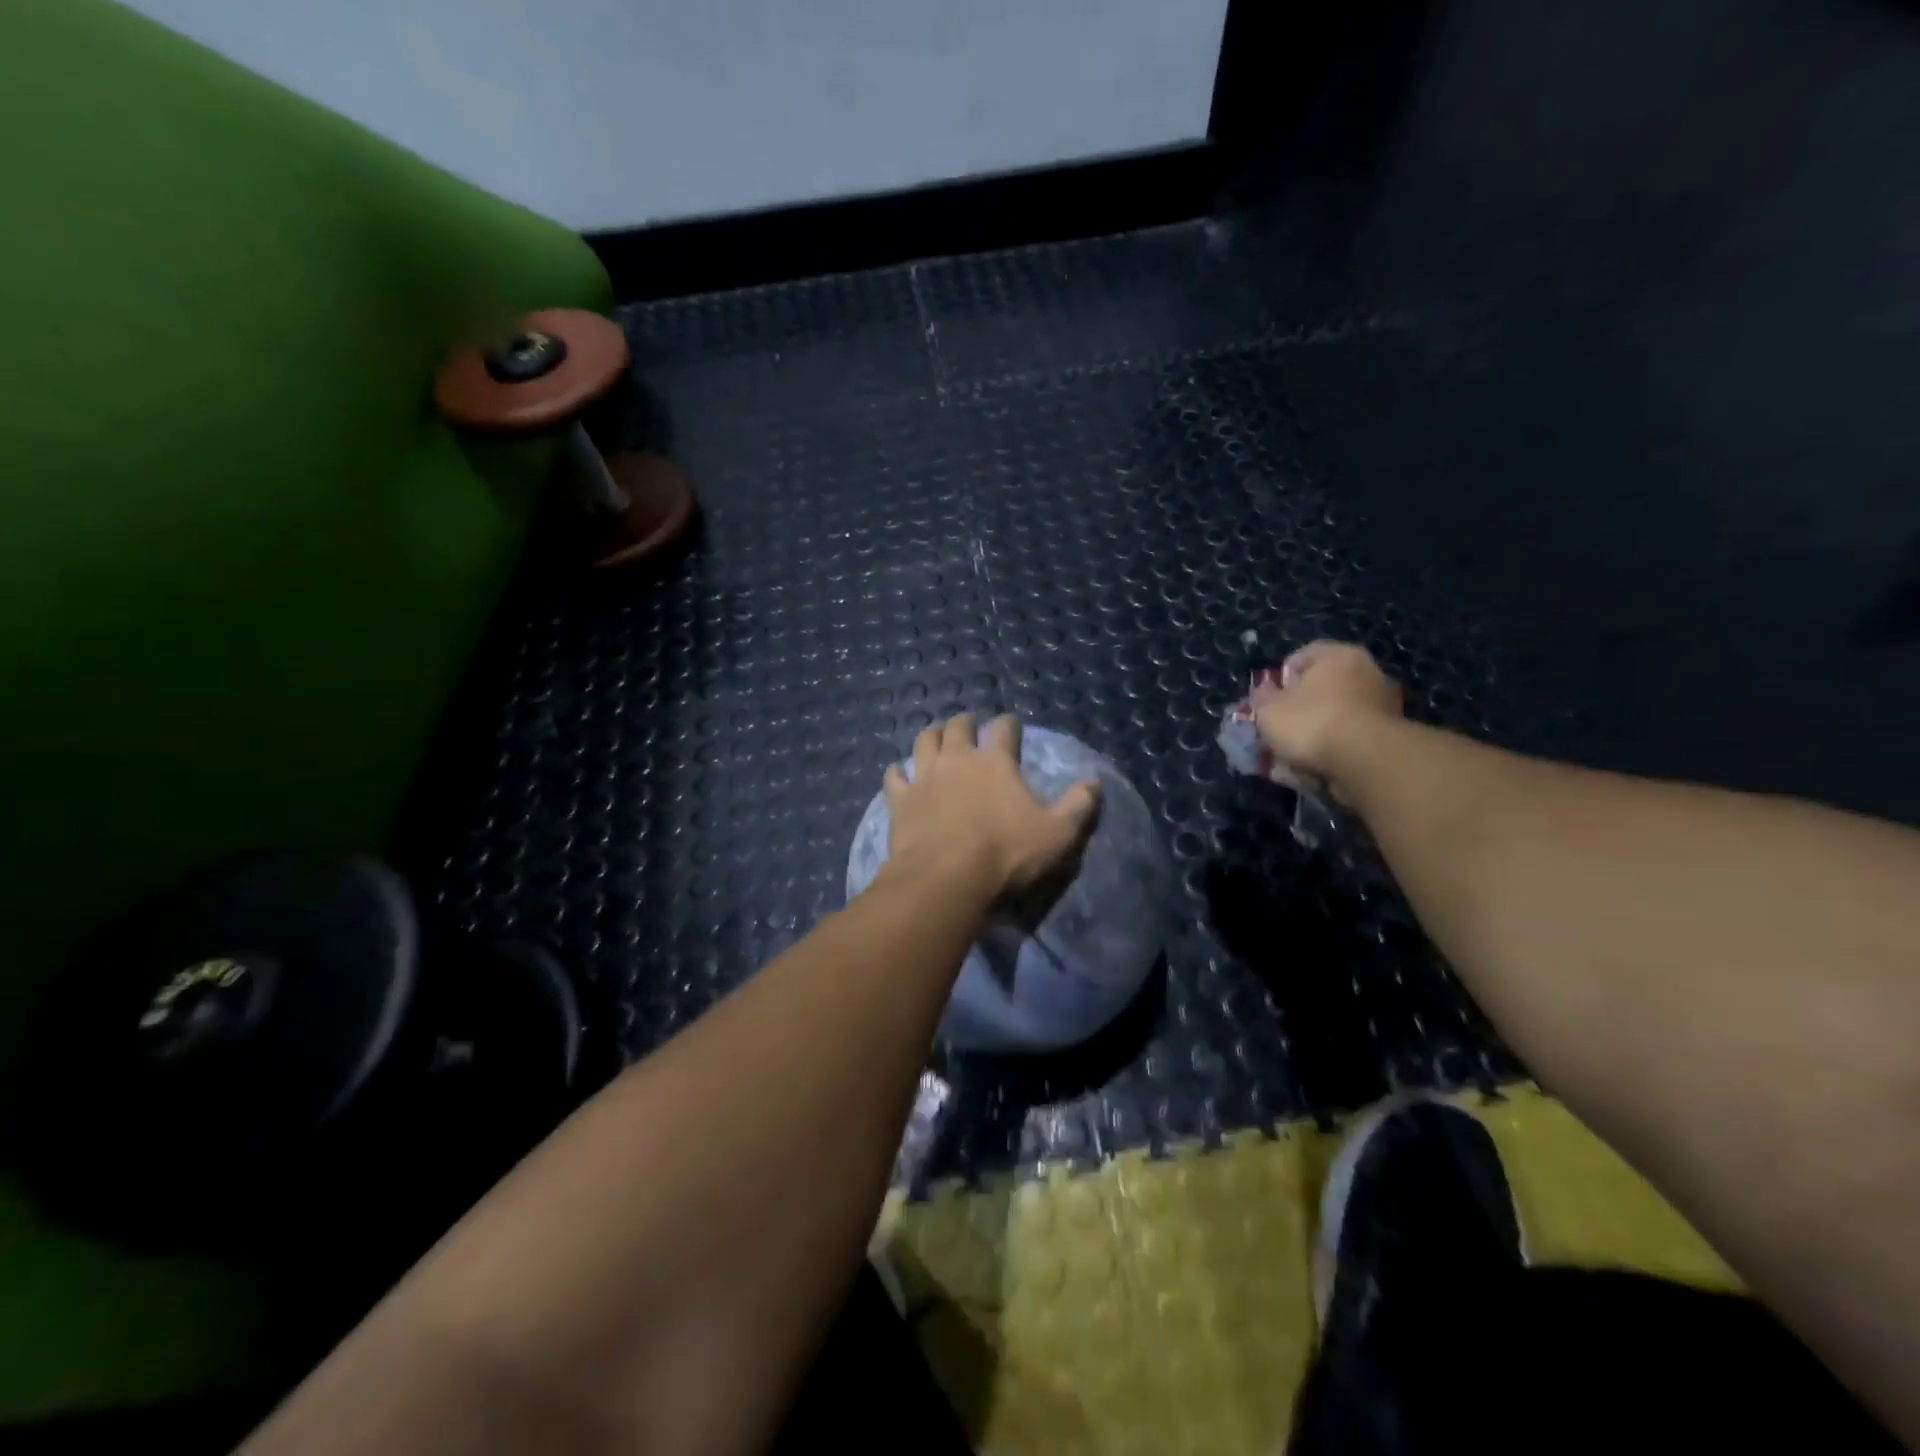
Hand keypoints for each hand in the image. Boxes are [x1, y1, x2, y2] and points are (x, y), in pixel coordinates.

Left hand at [884, 715, 1100, 897]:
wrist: (946, 877)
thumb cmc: (1006, 854)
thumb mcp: (1058, 834)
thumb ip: (1079, 805)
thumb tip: (1095, 781)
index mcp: (996, 762)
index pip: (1004, 728)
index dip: (1009, 723)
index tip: (1011, 724)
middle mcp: (958, 759)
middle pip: (958, 726)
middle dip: (966, 721)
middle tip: (970, 725)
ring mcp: (925, 777)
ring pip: (924, 741)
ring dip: (932, 735)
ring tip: (936, 737)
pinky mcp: (900, 799)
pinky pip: (894, 776)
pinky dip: (897, 771)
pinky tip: (899, 773)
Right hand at [1252, 641, 1403, 786]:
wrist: (1367, 760)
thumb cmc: (1312, 722)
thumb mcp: (1268, 710)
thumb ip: (1262, 698)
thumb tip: (1264, 691)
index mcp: (1338, 654)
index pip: (1302, 656)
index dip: (1281, 678)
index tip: (1269, 700)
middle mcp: (1368, 670)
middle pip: (1325, 684)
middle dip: (1303, 704)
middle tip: (1284, 725)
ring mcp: (1385, 702)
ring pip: (1341, 711)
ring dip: (1322, 726)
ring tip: (1301, 750)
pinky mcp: (1393, 733)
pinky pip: (1355, 734)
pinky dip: (1340, 745)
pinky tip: (1323, 761)